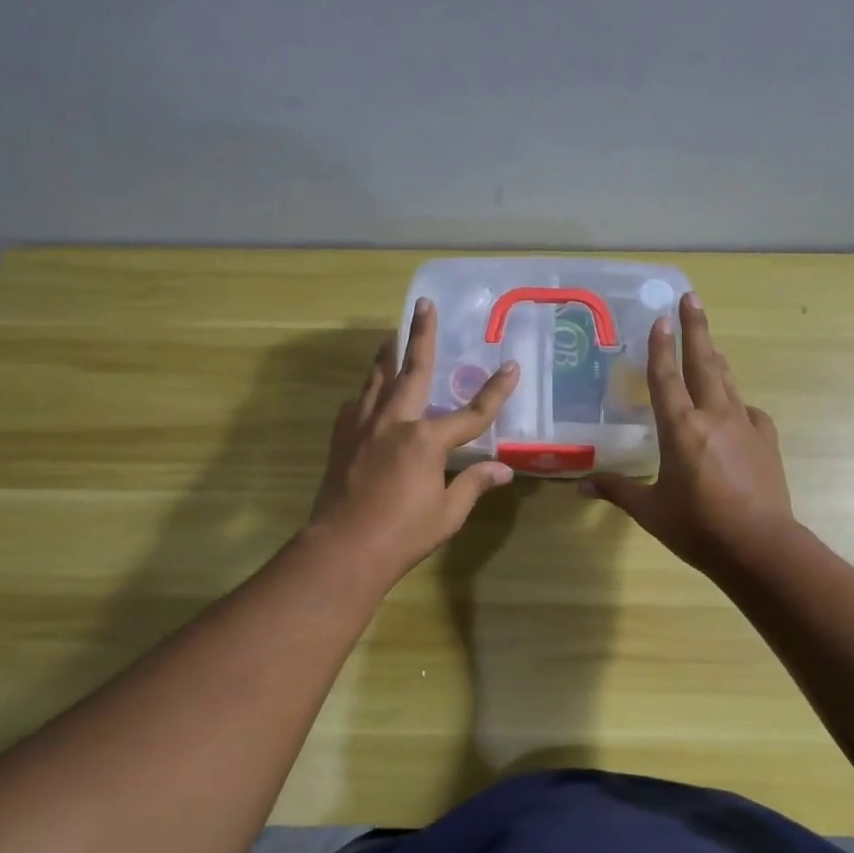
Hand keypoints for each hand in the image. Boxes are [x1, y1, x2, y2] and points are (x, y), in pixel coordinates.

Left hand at [307, 298, 519, 580]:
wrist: (344, 548)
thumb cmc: (403, 533)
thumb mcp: (448, 513)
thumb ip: (473, 484)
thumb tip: (503, 470)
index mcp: (427, 440)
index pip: (472, 412)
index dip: (496, 390)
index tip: (511, 366)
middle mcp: (395, 422)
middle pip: (413, 370)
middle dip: (421, 335)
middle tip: (423, 305)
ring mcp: (364, 427)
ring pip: (377, 380)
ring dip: (387, 355)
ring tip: (391, 337)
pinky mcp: (342, 438)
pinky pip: (356, 405)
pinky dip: (366, 394)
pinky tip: (367, 396)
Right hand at [581, 292, 793, 571]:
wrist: (760, 546)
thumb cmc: (698, 527)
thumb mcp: (651, 510)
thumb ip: (618, 490)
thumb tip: (582, 484)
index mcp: (681, 429)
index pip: (667, 378)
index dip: (661, 346)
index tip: (661, 317)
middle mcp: (714, 416)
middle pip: (704, 363)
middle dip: (696, 329)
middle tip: (691, 299)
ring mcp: (745, 425)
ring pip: (727, 381)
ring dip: (715, 357)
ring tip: (709, 342)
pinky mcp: (766, 441)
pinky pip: (748, 411)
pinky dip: (736, 403)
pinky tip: (734, 409)